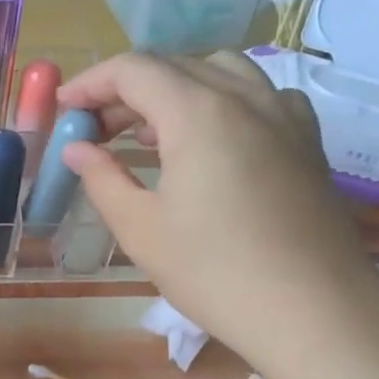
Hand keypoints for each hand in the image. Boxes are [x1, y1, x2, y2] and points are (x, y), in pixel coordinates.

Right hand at [57, 52, 378, 359]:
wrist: (314, 311)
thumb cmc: (215, 273)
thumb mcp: (141, 230)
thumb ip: (102, 178)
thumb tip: (77, 148)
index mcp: (198, 111)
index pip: (133, 70)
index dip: (91, 82)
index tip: (64, 108)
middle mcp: (244, 96)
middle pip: (174, 67)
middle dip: (126, 91)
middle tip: (96, 131)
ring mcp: (283, 114)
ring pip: (220, 72)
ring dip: (175, 89)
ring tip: (151, 132)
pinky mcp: (307, 139)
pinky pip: (259, 95)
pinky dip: (223, 101)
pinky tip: (215, 139)